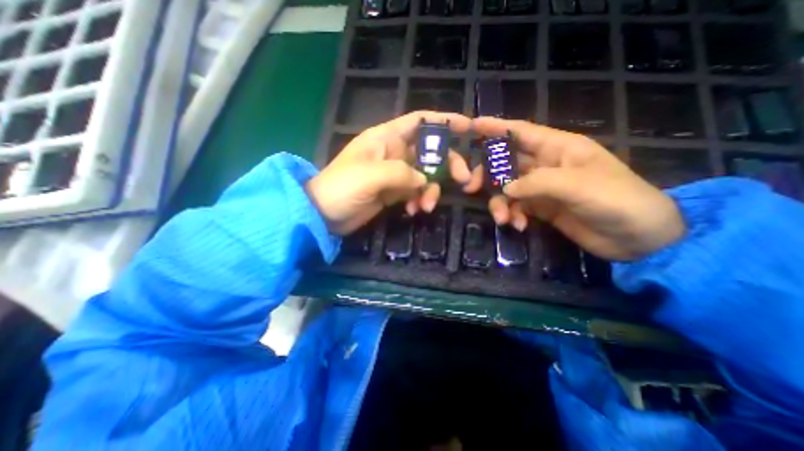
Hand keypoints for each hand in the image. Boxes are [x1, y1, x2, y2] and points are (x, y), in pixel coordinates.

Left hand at [309, 112, 482, 235]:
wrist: (324, 214)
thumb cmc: (342, 187)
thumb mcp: (371, 176)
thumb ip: (401, 173)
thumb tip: (423, 179)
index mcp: (386, 138)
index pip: (420, 121)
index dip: (444, 121)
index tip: (468, 127)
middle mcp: (394, 152)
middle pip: (430, 152)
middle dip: (448, 165)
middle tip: (463, 181)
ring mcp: (395, 174)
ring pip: (426, 176)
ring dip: (431, 190)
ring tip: (425, 207)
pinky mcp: (394, 192)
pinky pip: (416, 192)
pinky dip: (419, 200)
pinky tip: (413, 211)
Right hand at [473, 117, 684, 260]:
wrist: (638, 239)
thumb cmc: (617, 201)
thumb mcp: (579, 186)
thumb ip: (538, 183)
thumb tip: (505, 189)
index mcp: (559, 148)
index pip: (521, 132)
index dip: (496, 127)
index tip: (472, 126)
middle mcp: (547, 165)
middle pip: (506, 162)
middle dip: (488, 174)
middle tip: (471, 187)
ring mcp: (542, 188)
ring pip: (507, 188)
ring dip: (499, 203)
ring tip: (503, 219)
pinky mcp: (541, 207)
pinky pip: (516, 207)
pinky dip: (513, 215)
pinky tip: (519, 226)